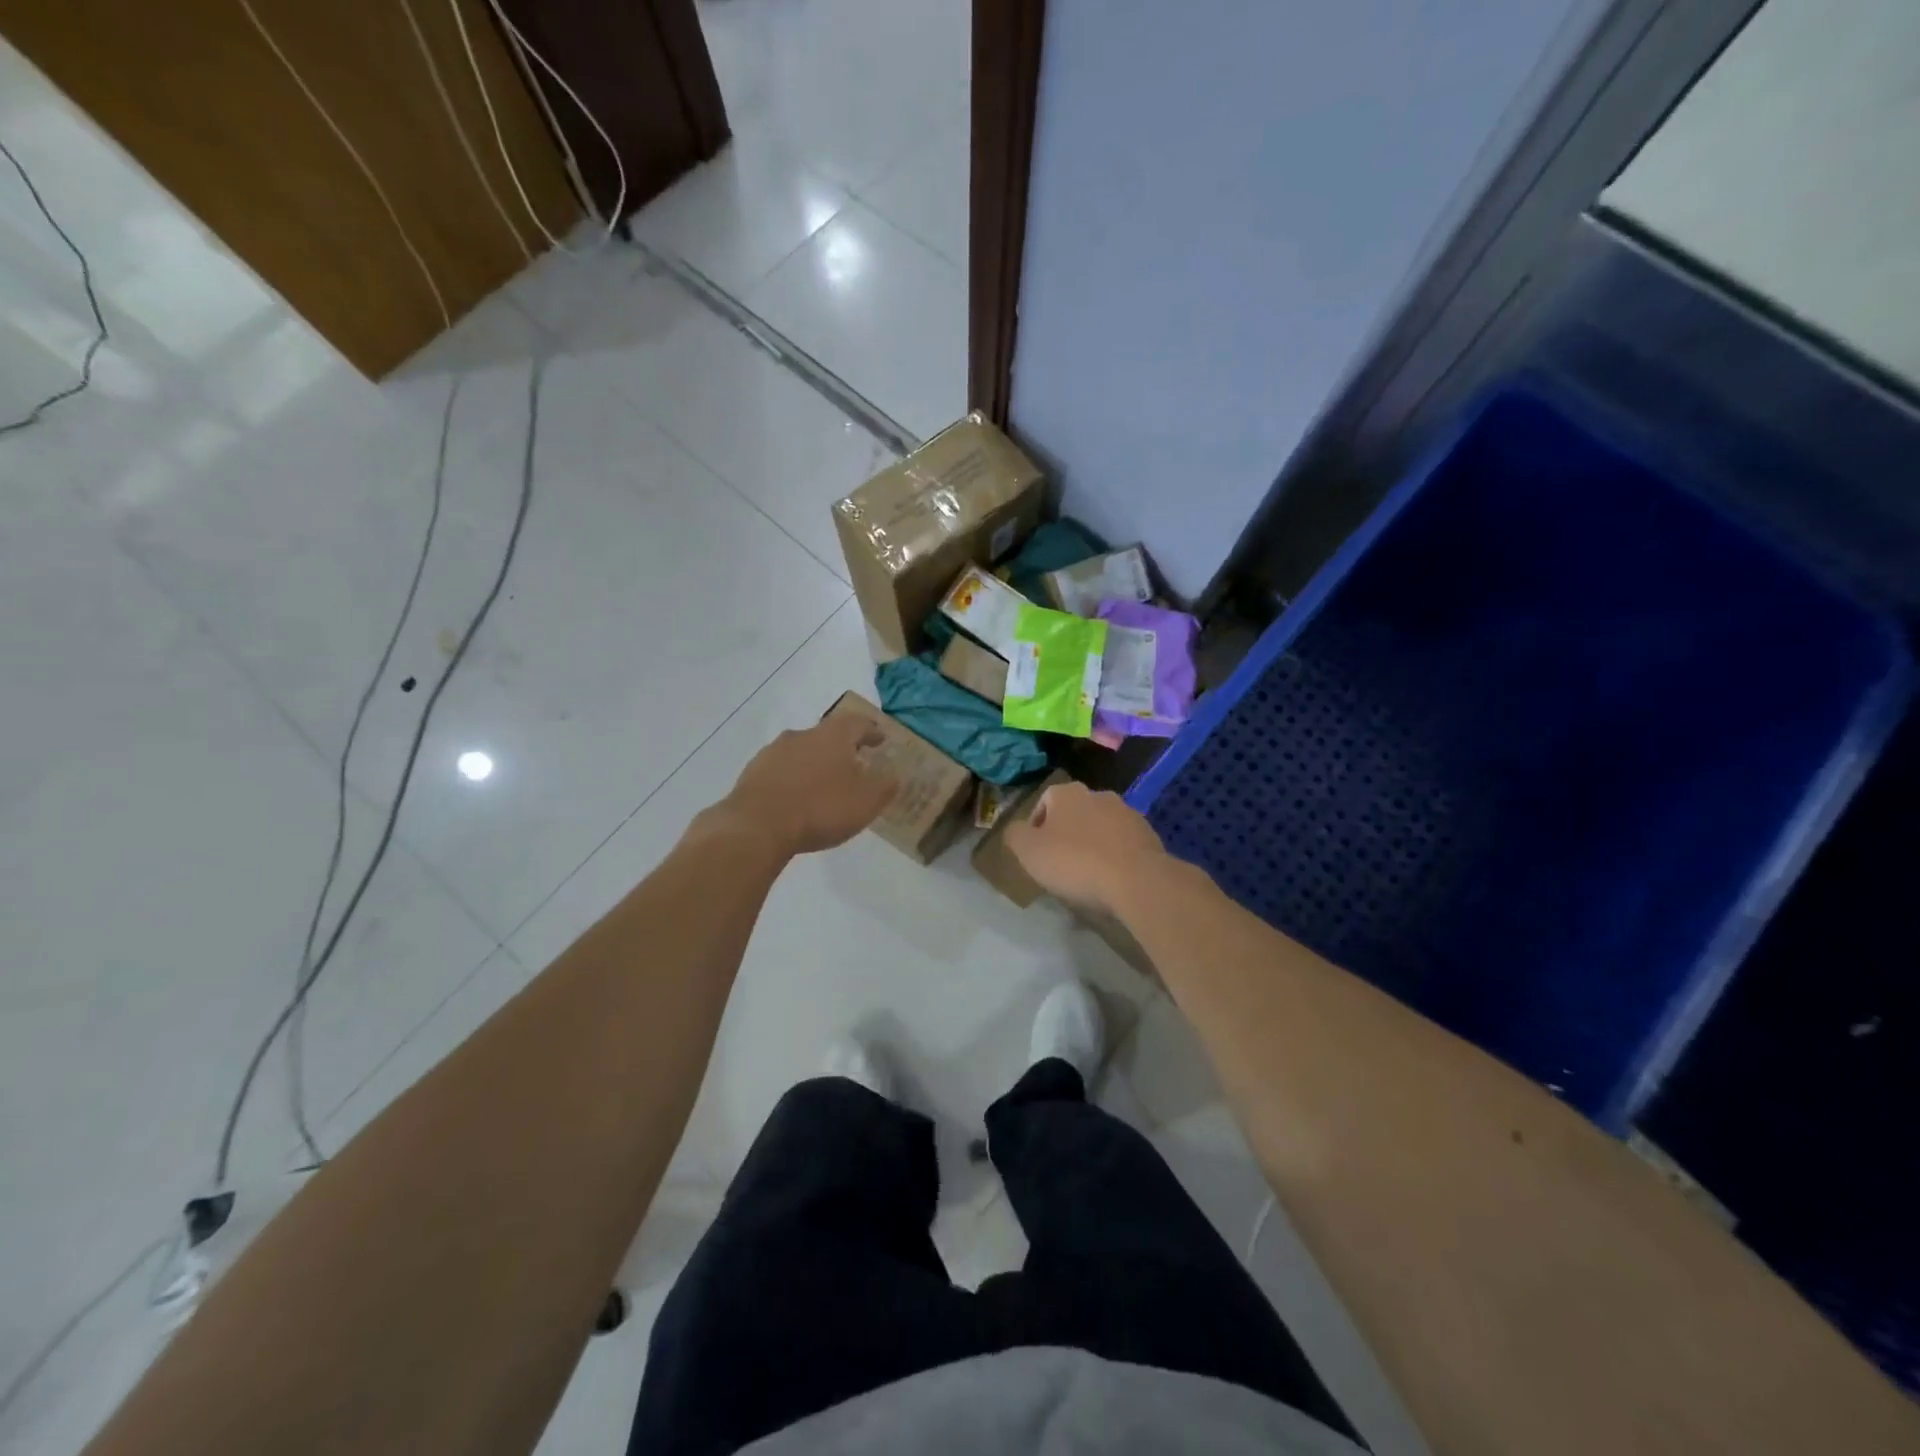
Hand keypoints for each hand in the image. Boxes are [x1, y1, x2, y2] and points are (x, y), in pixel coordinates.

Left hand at [714, 714, 898, 857]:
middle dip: (842, 747)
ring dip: (816, 763)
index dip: (871, 731)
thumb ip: (885, 785)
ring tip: (825, 784)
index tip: (880, 739)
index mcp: (833, 735)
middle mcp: (802, 735)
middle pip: (827, 734)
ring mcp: (773, 752)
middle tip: (855, 763)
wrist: (757, 826)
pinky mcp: (753, 773)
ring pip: (802, 751)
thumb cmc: (820, 808)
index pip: (858, 723)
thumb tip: (893, 773)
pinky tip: (797, 798)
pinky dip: (794, 779)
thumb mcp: (866, 801)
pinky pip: (782, 771)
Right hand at [1004, 781, 1168, 915]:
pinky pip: (1123, 845)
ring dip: (1092, 845)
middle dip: (1066, 834)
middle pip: (1074, 813)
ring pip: (1100, 828)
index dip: (1036, 826)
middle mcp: (1099, 794)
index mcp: (1068, 793)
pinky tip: (1112, 881)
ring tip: (1088, 876)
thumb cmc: (1075, 862)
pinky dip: (1115, 857)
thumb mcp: (1029, 851)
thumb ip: (1015, 835)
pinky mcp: (1149, 835)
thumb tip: (1016, 830)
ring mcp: (1128, 813)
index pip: (1044, 801)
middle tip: (1060, 865)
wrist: (1137, 880)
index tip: (1036, 853)